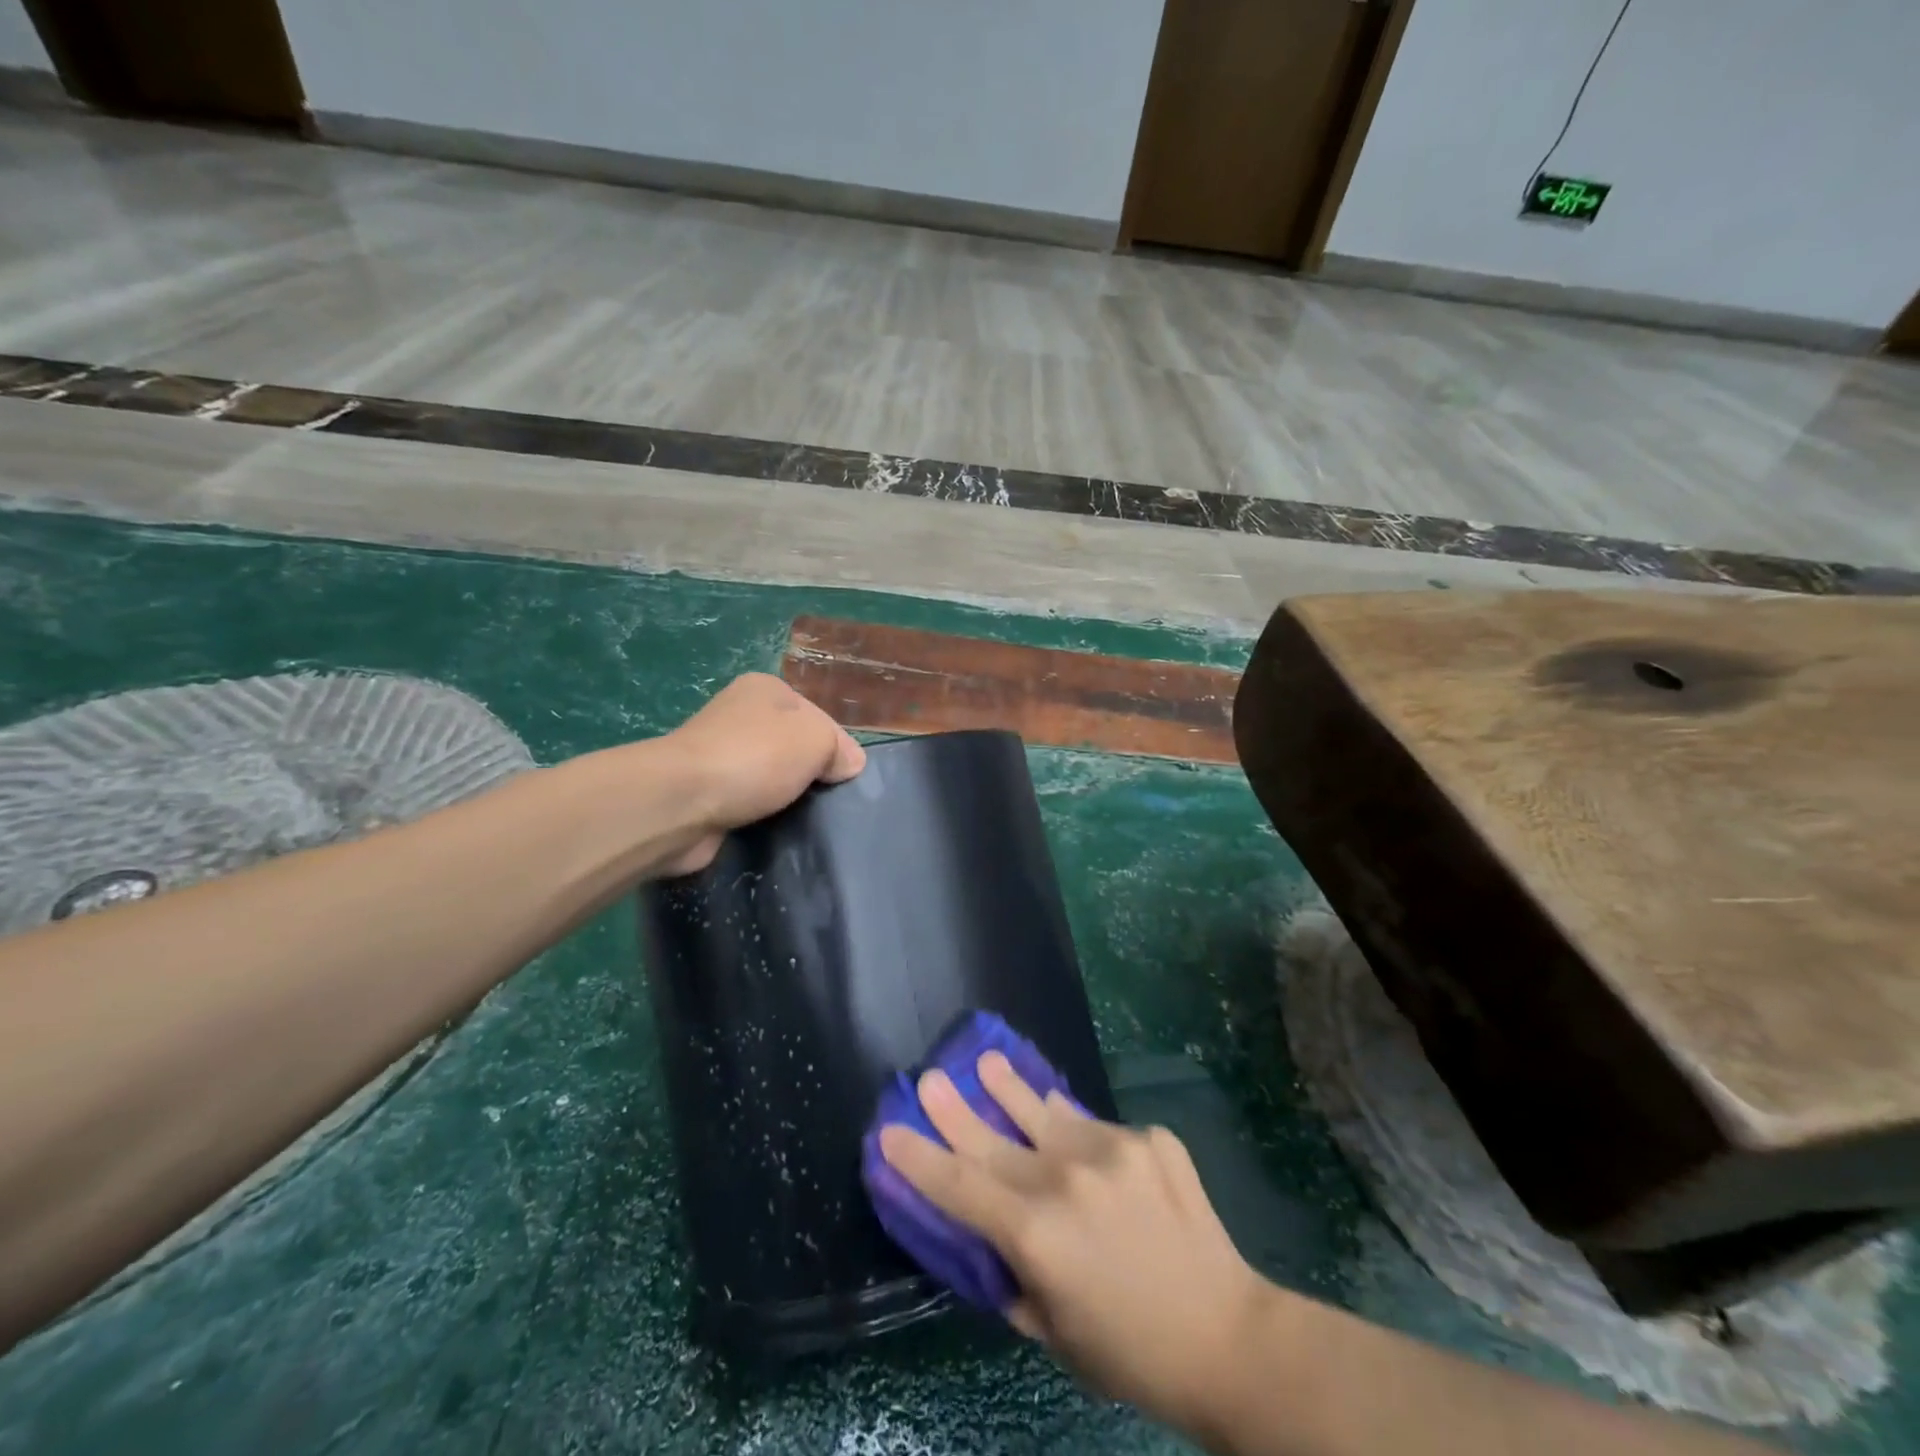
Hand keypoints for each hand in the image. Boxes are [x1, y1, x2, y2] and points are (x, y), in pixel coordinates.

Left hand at [657, 674, 865, 874]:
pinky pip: (747, 802)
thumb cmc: (754, 757)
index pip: (818, 716)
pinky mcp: (705, 791)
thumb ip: (840, 748)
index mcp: (765, 689)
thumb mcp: (816, 739)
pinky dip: (760, 815)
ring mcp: (718, 754)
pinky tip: (773, 830)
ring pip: (771, 776)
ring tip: (805, 820)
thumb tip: (850, 764)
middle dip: (811, 774)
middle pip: (794, 746)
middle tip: (829, 802)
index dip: (837, 747)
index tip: (846, 778)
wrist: (680, 803)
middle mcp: (739, 715)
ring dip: (785, 797)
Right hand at [880, 1054, 1280, 1441]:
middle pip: (993, 1138)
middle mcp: (1066, 1178)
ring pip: (1047, 1112)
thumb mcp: (1052, 1333)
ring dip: (1012, 1089)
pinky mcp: (1148, 1136)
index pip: (959, 1186)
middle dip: (954, 1109)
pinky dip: (1082, 1136)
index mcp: (1036, 1234)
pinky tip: (1081, 1142)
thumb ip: (1012, 1276)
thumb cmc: (1129, 1351)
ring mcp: (1112, 1148)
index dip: (919, 1159)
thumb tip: (986, 1233)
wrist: (1228, 1336)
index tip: (889, 1131)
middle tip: (929, 1078)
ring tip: (987, 1063)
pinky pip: (1100, 1129)